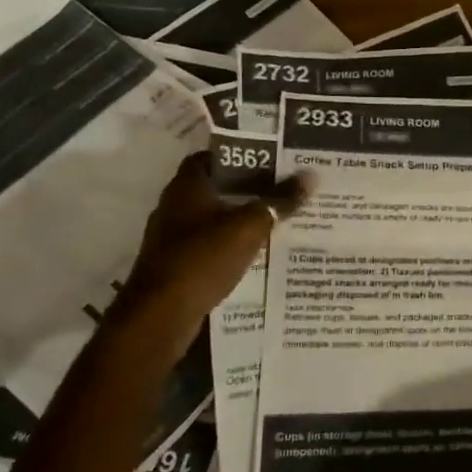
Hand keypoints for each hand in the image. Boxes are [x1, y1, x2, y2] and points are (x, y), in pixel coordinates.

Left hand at [109, 150, 308, 337]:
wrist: (161, 316)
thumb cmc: (202, 259)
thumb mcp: (249, 227)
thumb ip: (279, 201)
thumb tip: (311, 175)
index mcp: (186, 187)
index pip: (211, 157)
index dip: (239, 155)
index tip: (270, 159)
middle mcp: (174, 207)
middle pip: (215, 188)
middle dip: (247, 188)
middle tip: (283, 187)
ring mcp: (172, 238)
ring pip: (213, 218)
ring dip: (240, 218)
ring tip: (277, 218)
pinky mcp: (176, 265)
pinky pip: (210, 245)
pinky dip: (231, 244)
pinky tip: (256, 251)